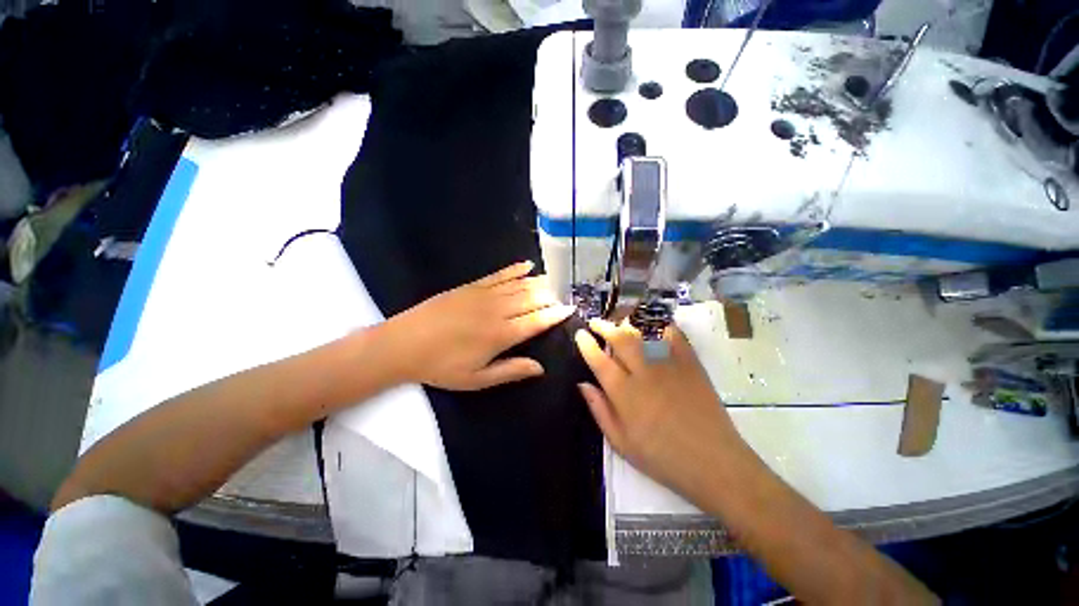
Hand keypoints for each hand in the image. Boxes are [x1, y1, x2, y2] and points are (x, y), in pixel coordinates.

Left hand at [385, 261, 575, 390]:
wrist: (404, 343)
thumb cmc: (441, 366)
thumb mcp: (477, 379)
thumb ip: (510, 371)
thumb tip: (540, 368)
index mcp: (501, 335)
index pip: (537, 321)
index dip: (555, 315)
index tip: (570, 309)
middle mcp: (498, 310)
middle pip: (532, 299)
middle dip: (551, 297)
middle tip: (564, 296)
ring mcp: (484, 295)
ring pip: (519, 285)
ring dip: (539, 283)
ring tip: (553, 282)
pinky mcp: (471, 286)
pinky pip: (499, 275)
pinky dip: (515, 269)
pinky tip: (527, 265)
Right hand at [574, 319, 750, 498]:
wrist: (714, 463)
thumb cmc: (662, 458)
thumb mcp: (621, 443)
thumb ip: (599, 410)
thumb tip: (582, 384)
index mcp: (624, 393)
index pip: (599, 360)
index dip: (586, 344)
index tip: (580, 334)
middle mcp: (643, 372)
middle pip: (619, 339)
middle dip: (604, 326)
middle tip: (595, 322)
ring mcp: (668, 365)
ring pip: (642, 334)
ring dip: (626, 324)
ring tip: (618, 322)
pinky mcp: (690, 364)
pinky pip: (674, 336)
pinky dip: (662, 326)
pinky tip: (654, 325)